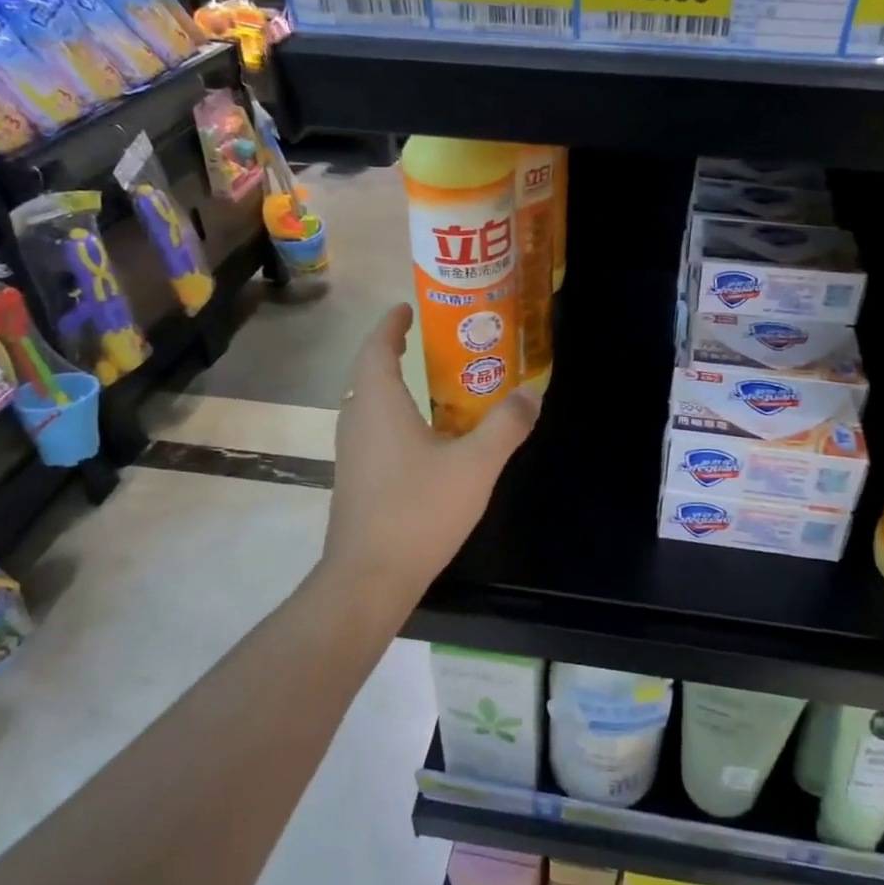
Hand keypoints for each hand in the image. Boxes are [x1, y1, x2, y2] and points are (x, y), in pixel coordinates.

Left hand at [321, 303, 539, 611]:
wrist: (369, 577)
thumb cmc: (419, 510)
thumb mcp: (476, 465)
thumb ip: (506, 425)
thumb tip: (531, 394)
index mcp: (378, 403)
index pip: (377, 347)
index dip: (391, 324)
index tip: (406, 307)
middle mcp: (357, 420)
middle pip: (368, 372)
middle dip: (393, 350)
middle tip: (426, 339)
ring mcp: (352, 452)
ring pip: (369, 402)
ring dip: (392, 383)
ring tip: (430, 381)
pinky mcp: (356, 478)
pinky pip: (373, 428)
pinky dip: (393, 414)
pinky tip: (424, 435)